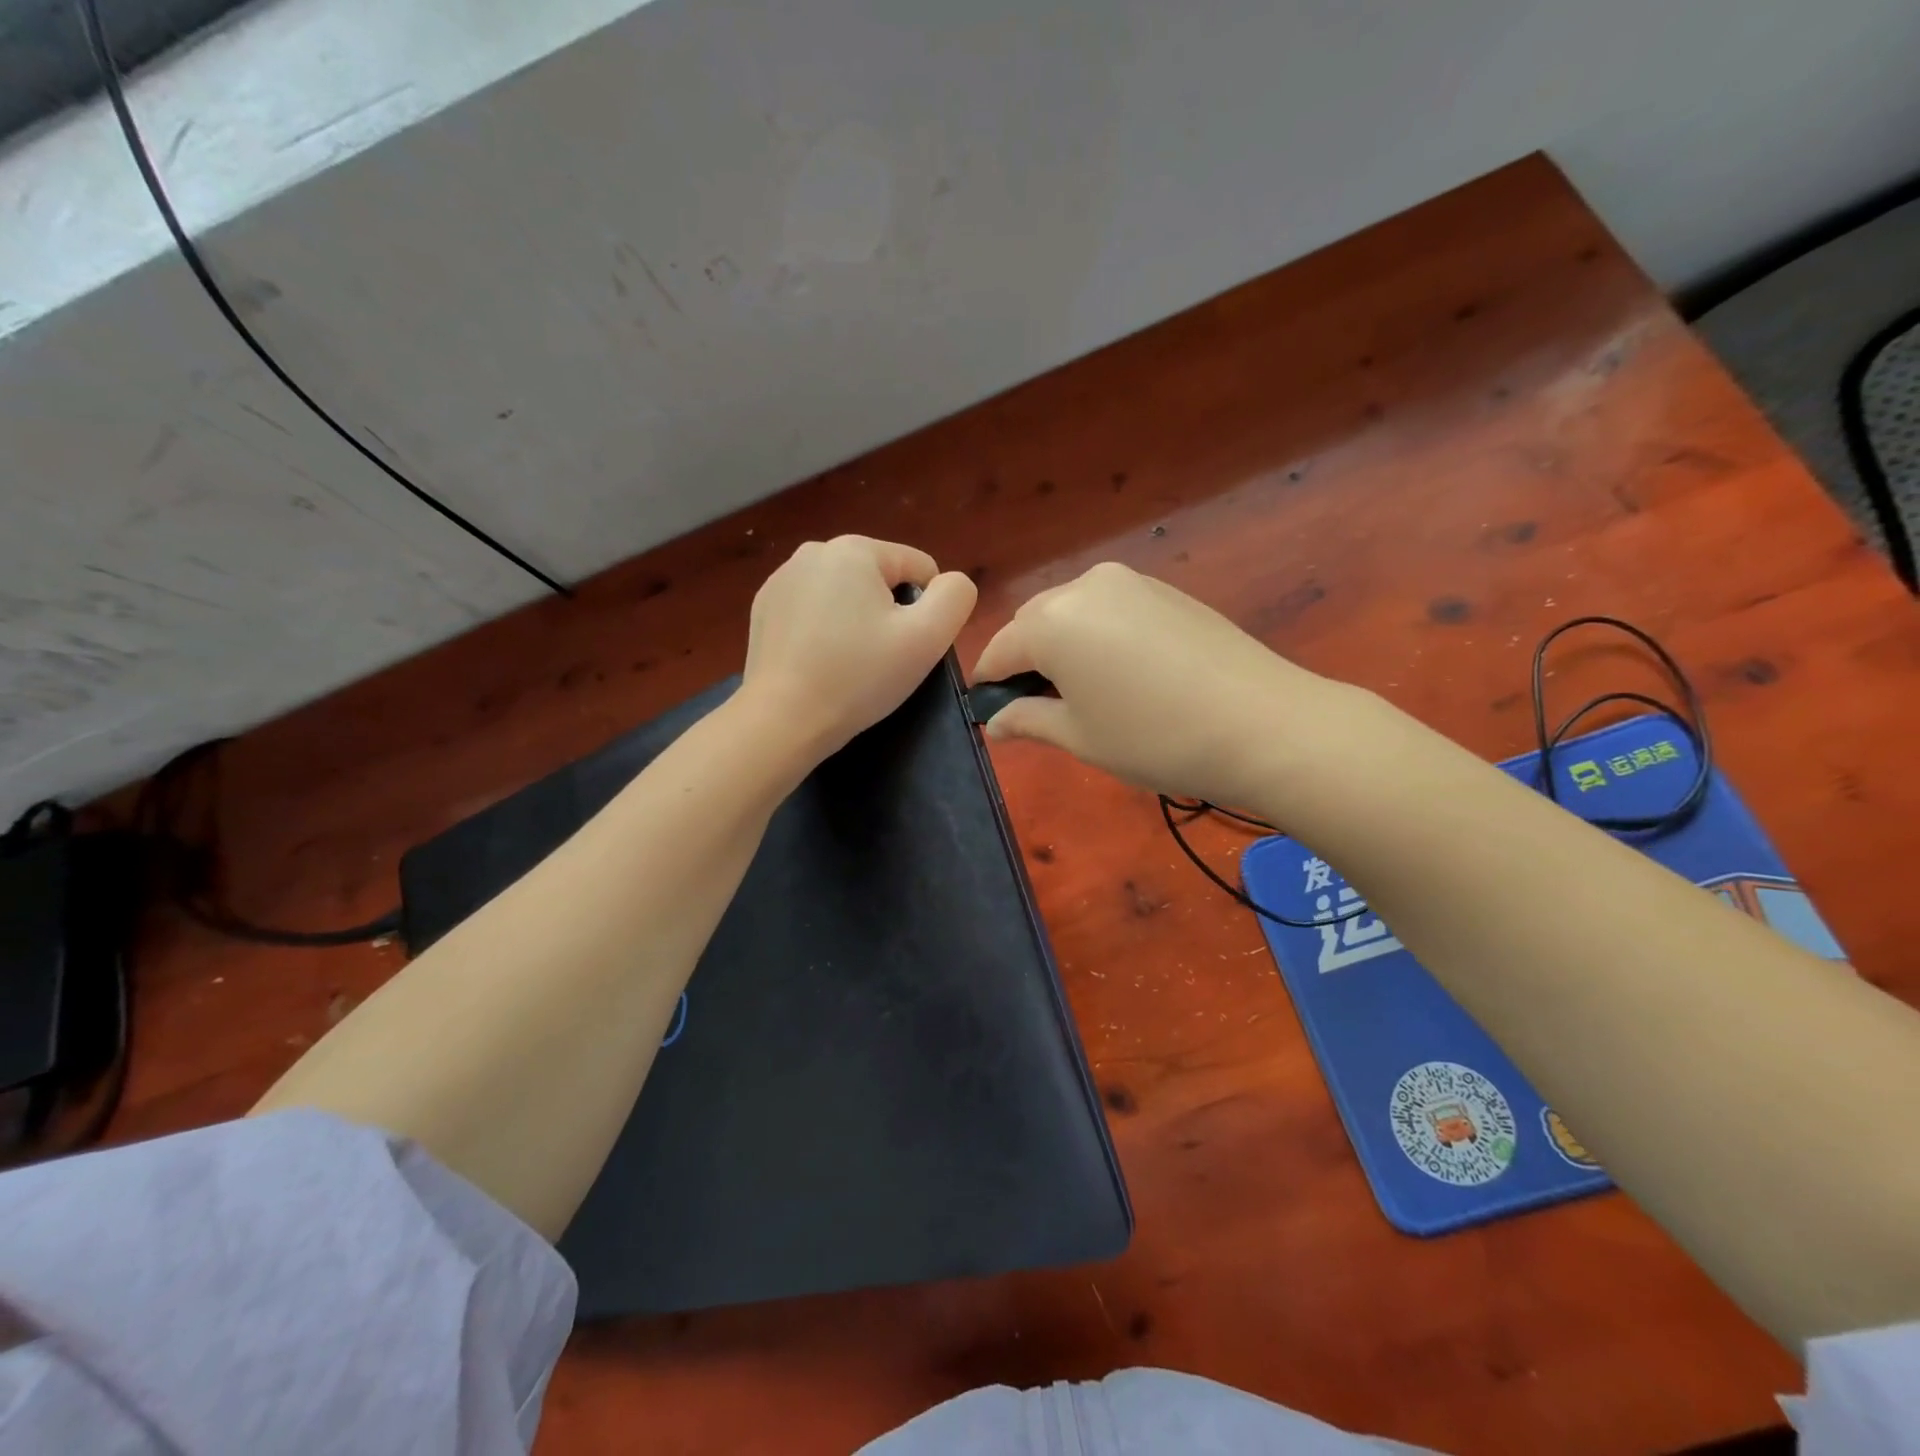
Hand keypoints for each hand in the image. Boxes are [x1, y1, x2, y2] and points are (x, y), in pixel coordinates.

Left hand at [741, 535, 976, 761]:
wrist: (783, 720)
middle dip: (888, 613)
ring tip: (848, 663)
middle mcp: (814, 551)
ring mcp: (782, 579)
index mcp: (855, 549)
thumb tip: (951, 583)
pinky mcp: (764, 607)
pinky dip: (824, 630)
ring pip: (846, 594)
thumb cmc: (860, 677)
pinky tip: (819, 663)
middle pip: (879, 579)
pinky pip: (813, 609)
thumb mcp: (928, 638)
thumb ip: (955, 597)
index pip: (918, 567)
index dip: (927, 609)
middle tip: (880, 658)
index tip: (909, 647)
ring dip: (856, 621)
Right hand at [972, 562, 1353, 805]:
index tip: (992, 715)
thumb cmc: (1154, 737)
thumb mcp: (1080, 736)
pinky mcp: (1166, 589)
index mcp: (1051, 621)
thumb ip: (1028, 720)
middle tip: (1045, 709)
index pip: (999, 650)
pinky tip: (1126, 674)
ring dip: (1064, 647)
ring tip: (1089, 694)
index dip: (989, 685)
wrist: (1263, 723)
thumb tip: (995, 723)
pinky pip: (1110, 609)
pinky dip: (1100, 636)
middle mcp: (1084, 587)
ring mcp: (1131, 582)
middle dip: (1027, 662)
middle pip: (1034, 624)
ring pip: (1073, 612)